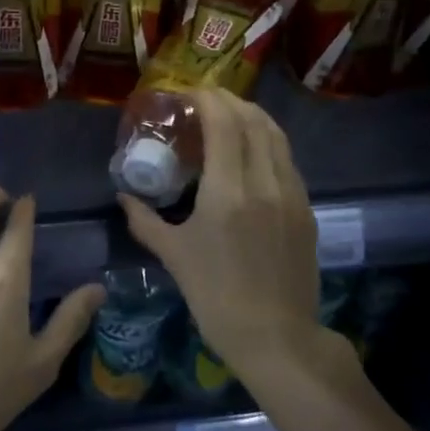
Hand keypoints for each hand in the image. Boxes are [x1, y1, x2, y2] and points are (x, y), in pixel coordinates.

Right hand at [119, 89, 336, 379]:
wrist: (277, 339)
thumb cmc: (216, 297)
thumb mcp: (174, 256)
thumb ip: (145, 220)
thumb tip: (123, 196)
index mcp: (229, 192)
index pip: (225, 124)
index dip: (208, 99)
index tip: (189, 92)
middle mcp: (265, 183)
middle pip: (254, 121)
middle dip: (230, 101)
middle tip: (205, 99)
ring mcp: (292, 195)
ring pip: (277, 137)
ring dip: (253, 117)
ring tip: (230, 115)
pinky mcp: (306, 210)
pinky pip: (287, 160)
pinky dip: (268, 141)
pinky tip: (253, 151)